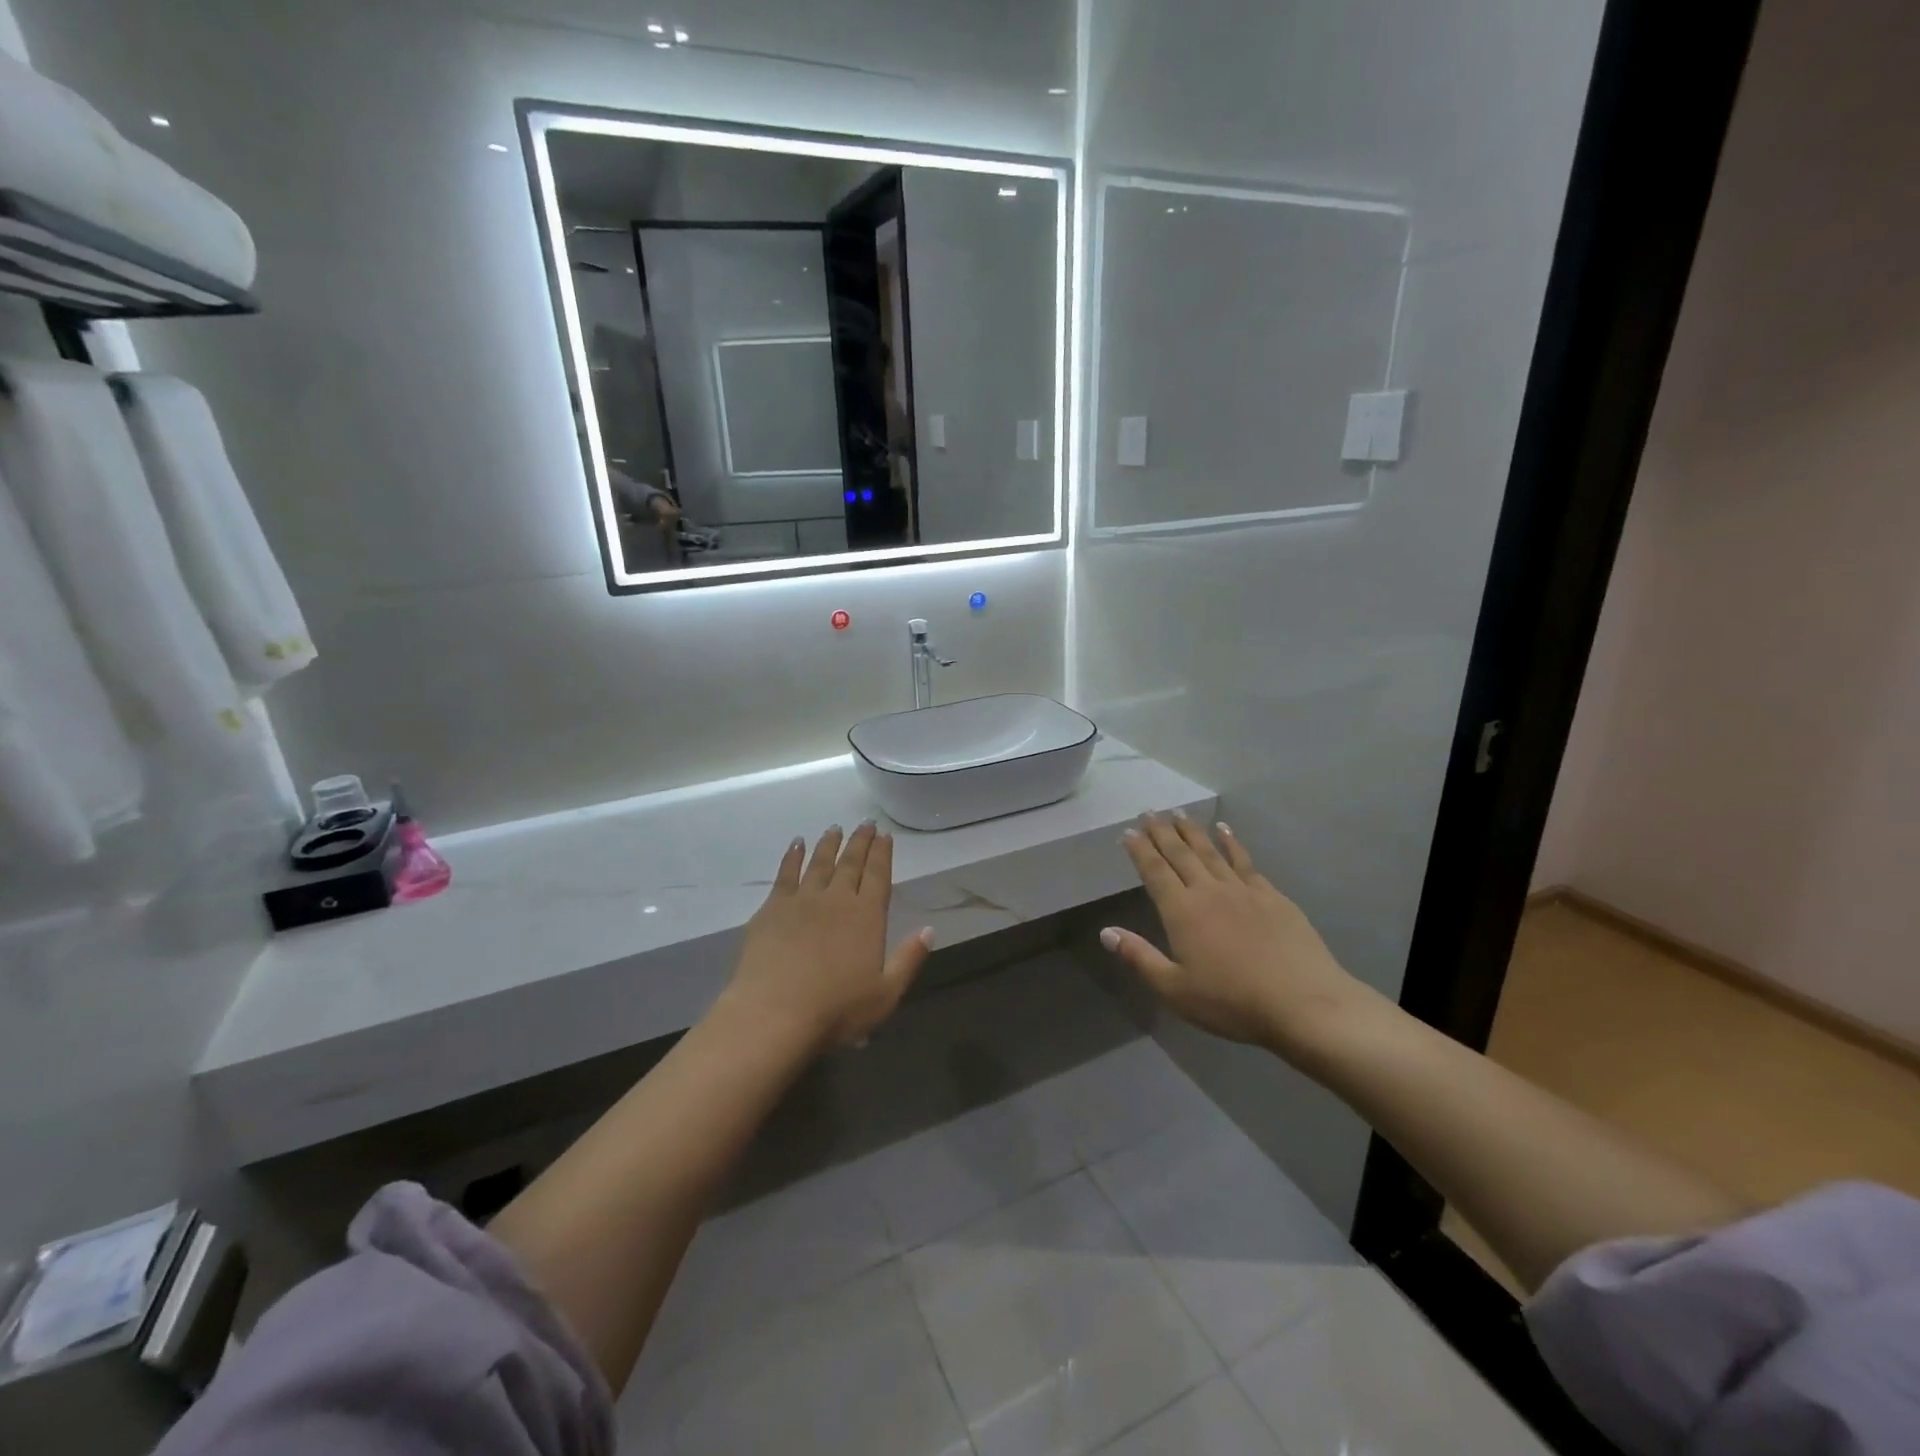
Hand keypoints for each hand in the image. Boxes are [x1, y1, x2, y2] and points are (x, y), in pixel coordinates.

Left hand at [719, 823, 933, 1053]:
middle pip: (851, 863)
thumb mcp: (885, 993)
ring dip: (829, 843)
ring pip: (819, 862)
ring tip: (835, 828)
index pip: (878, 875)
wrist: (774, 1013)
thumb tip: (929, 929)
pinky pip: (785, 874)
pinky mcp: (772, 908)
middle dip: (860, 841)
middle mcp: (837, 899)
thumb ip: (909, 958)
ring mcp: (802, 900)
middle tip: (866, 823)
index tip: (885, 834)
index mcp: (867, 916)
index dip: (883, 853)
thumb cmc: (836, 1010)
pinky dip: (793, 856)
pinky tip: (797, 844)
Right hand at [1103, 814, 1375, 1054]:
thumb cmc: (1232, 1002)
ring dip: (1192, 831)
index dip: (1140, 850)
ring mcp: (1243, 890)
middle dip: (1162, 832)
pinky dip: (1232, 843)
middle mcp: (1209, 891)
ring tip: (1179, 813)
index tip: (1129, 831)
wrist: (1303, 1004)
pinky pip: (1245, 861)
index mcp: (1182, 912)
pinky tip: (1225, 832)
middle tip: (1150, 812)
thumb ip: (1139, 958)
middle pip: (1180, 854)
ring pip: (1211, 852)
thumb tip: (1106, 932)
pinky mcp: (1272, 896)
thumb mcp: (1175, 990)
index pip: (1155, 871)